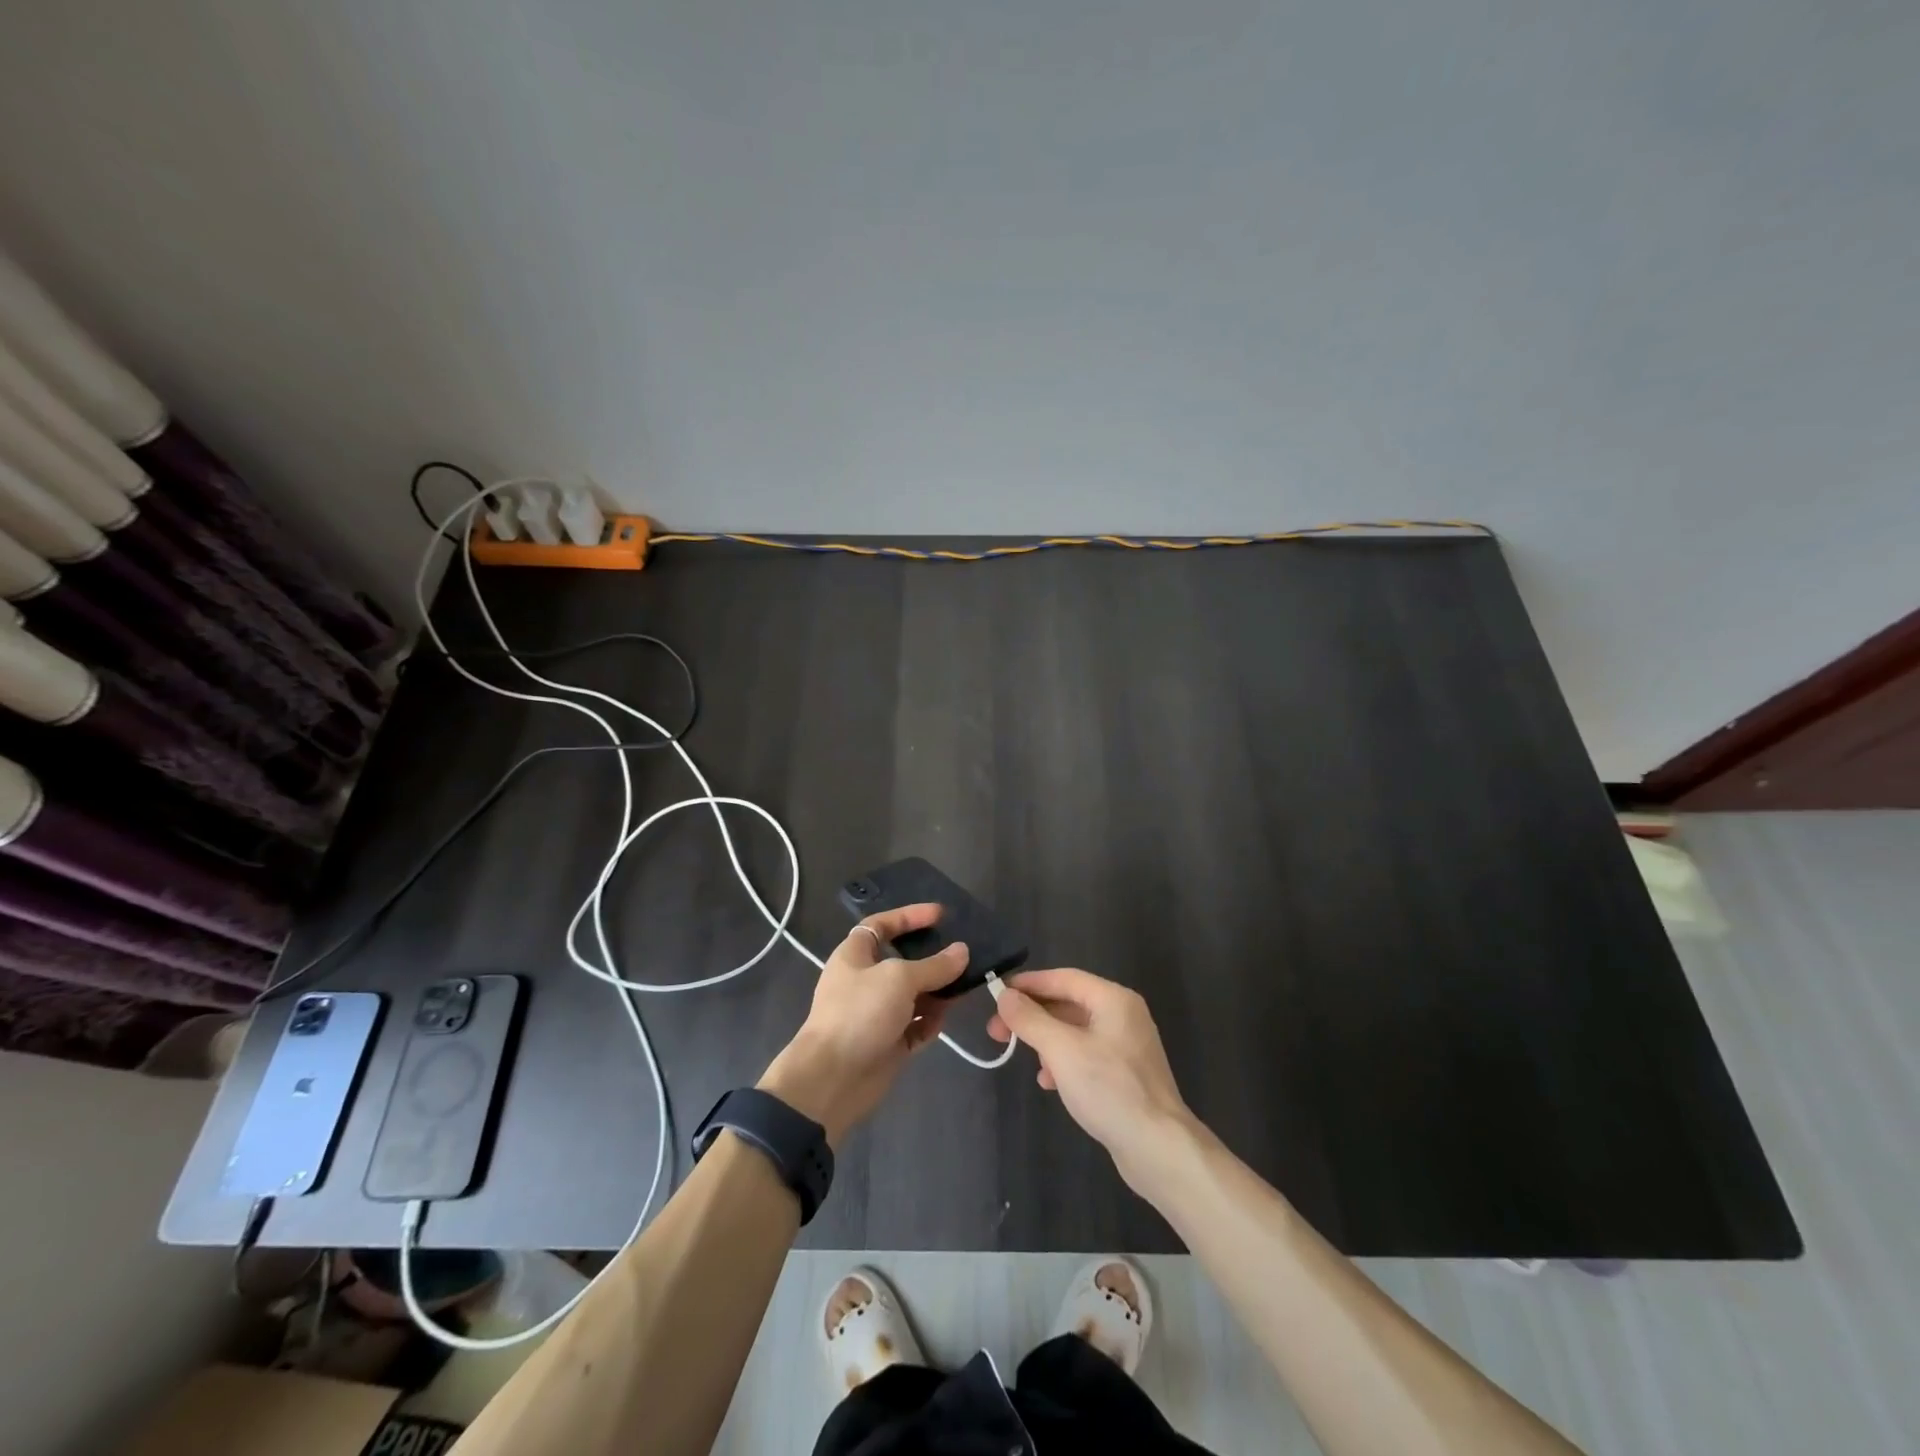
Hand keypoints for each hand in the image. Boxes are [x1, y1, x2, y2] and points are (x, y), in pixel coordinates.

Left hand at [759, 903, 965, 1145]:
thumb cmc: (859, 1013)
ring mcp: (876, 1014)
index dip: (909, 916)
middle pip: (903, 961)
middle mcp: (865, 981)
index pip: (881, 925)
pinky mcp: (888, 1043)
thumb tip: (962, 951)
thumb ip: (934, 965)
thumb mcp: (899, 979)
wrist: (832, 1079)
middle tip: (963, 953)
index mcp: (855, 956)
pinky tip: (946, 1018)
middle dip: (931, 958)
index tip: (940, 914)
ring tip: (964, 986)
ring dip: (937, 992)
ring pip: (913, 995)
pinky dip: (931, 1022)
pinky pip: (915, 1026)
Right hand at [987, 968, 1197, 1194]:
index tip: (996, 995)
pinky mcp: (1126, 1074)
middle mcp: (1123, 1015)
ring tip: (1021, 1057)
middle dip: (1032, 1016)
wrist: (1158, 1148)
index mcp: (1113, 999)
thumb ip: (1030, 1020)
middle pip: (1068, 1003)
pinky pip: (1086, 1054)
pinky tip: (1049, 1082)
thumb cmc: (1110, 1090)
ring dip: (1045, 1040)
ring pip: (1075, 1030)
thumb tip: (1005, 996)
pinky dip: (1064, 1061)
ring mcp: (1127, 1045)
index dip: (1028, 984)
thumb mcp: (1062, 1051)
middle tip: (997, 1031)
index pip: (1063, 978)